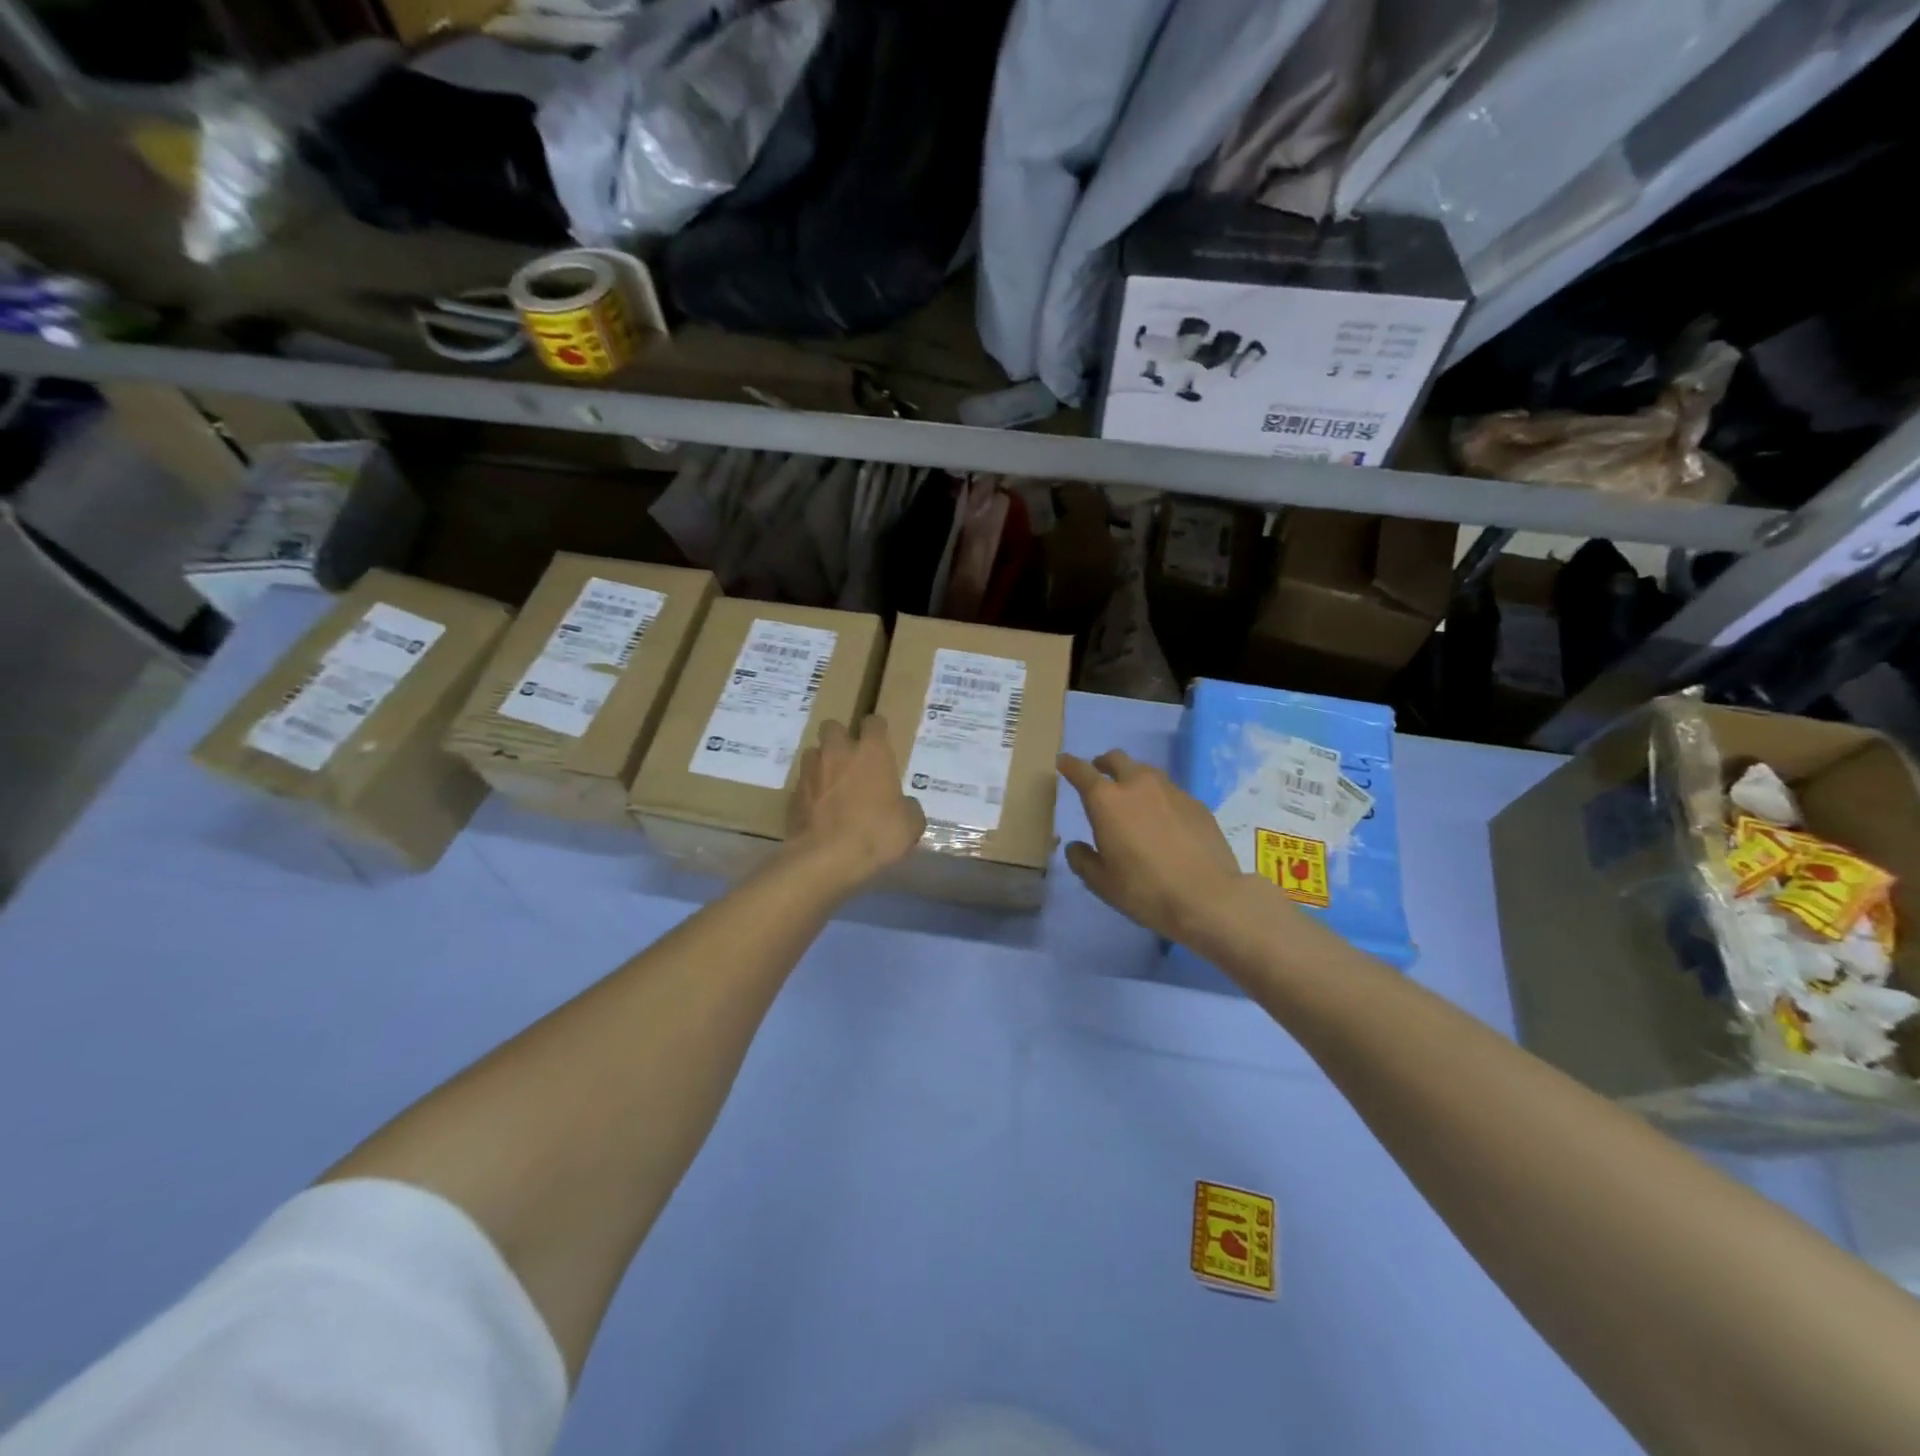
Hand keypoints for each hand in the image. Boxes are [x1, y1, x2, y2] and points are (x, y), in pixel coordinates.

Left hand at [787, 716, 925, 888]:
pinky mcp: (793, 794)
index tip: (880, 743)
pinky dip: (811, 792)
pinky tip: (819, 811)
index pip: (874, 722)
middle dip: (840, 738)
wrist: (826, 858)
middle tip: (851, 760)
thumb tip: (904, 806)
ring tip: (832, 785)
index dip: (877, 730)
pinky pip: (803, 784)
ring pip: (813, 753)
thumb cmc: (876, 833)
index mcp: (871, 752)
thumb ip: (908, 808)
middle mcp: (838, 752)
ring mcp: (811, 771)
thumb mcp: (910, 824)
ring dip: (822, 763)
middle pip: (833, 726)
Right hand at [1058, 750, 1253, 942]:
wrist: (1209, 898)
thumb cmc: (1145, 890)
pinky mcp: (1196, 803)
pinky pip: (1170, 791)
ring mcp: (1171, 790)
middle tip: (1099, 775)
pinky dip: (1159, 798)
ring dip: (1133, 778)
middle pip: (1117, 759)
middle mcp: (1137, 785)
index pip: (1081, 771)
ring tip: (1132, 799)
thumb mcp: (1102, 883)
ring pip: (1146, 772)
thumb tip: (1076, 847)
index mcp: (1107, 800)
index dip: (1070, 765)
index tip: (1063, 762)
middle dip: (1103, 763)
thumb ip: (1083, 860)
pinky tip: (1164, 821)